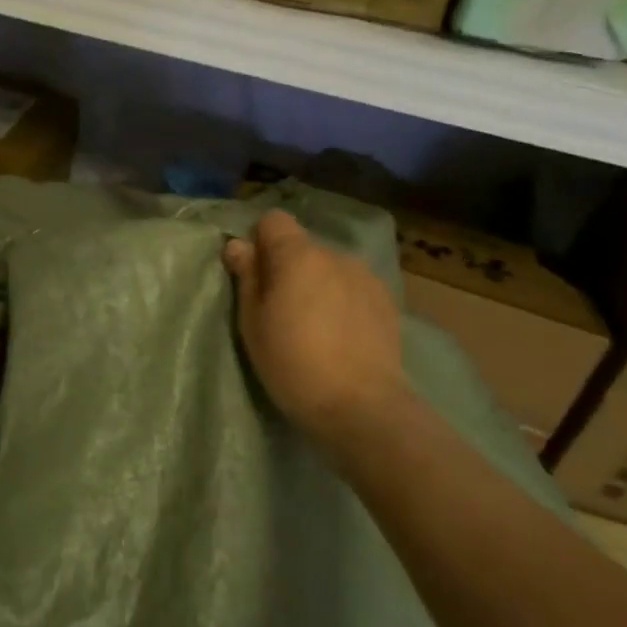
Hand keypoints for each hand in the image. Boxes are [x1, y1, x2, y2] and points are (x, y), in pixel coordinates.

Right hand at [223, 210, 408, 460]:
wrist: (361, 406)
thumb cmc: (293, 363)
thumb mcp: (253, 323)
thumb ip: (247, 277)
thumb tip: (238, 245)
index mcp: (298, 255)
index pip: (274, 220)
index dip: (260, 241)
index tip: (255, 275)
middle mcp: (335, 254)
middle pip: (302, 246)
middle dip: (288, 267)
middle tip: (281, 309)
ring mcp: (366, 276)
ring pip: (329, 268)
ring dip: (318, 283)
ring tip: (315, 325)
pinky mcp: (387, 301)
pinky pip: (353, 287)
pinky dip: (342, 300)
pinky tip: (341, 335)